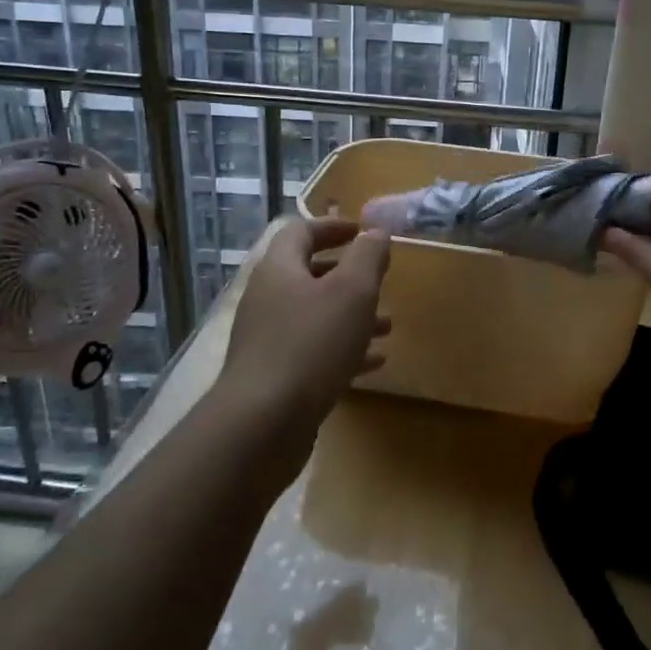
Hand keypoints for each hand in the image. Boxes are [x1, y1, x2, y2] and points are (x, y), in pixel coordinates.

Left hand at [219, 217, 391, 443]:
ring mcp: (267, 339)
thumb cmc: (311, 344)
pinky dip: (343, 350)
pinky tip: (374, 363)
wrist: (262, 423)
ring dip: (351, 316)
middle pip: (308, 274)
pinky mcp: (274, 375)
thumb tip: (375, 232)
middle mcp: (268, 298)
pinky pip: (313, 351)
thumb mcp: (352, 292)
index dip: (333, 226)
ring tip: (387, 326)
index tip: (363, 231)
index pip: (302, 231)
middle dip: (348, 276)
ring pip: (315, 316)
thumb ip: (367, 256)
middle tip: (379, 280)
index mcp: (279, 269)